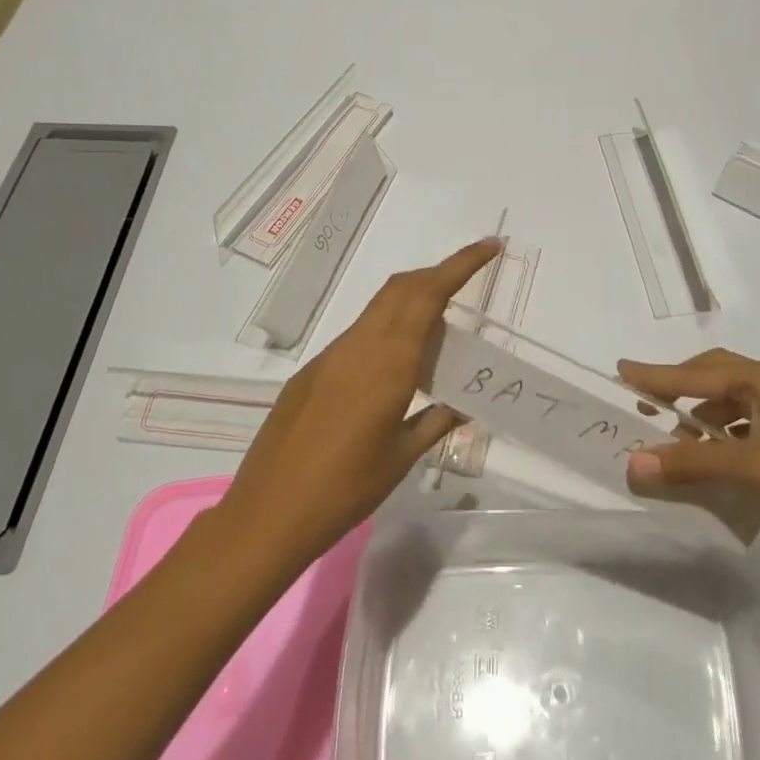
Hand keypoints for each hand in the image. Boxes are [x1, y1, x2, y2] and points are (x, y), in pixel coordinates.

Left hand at [220, 238, 501, 559]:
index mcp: (388, 362)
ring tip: (441, 335)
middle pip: (402, 288)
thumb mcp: (402, 456)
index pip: (429, 294)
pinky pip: (360, 335)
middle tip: (469, 285)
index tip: (490, 246)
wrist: (268, 514)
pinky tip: (397, 370)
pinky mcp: (313, 372)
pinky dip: (388, 332)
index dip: (461, 264)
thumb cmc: (345, 489)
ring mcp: (331, 356)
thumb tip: (463, 404)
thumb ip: (436, 421)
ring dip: (413, 303)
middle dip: (438, 275)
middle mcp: (359, 346)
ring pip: (379, 309)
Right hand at [617, 349, 759, 559]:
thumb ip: (691, 465)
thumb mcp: (751, 467)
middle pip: (715, 377)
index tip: (621, 371)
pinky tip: (714, 462)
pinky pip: (747, 428)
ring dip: (701, 419)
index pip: (696, 372)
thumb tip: (633, 464)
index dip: (656, 374)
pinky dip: (723, 439)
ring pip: (732, 405)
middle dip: (679, 388)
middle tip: (645, 403)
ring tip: (674, 440)